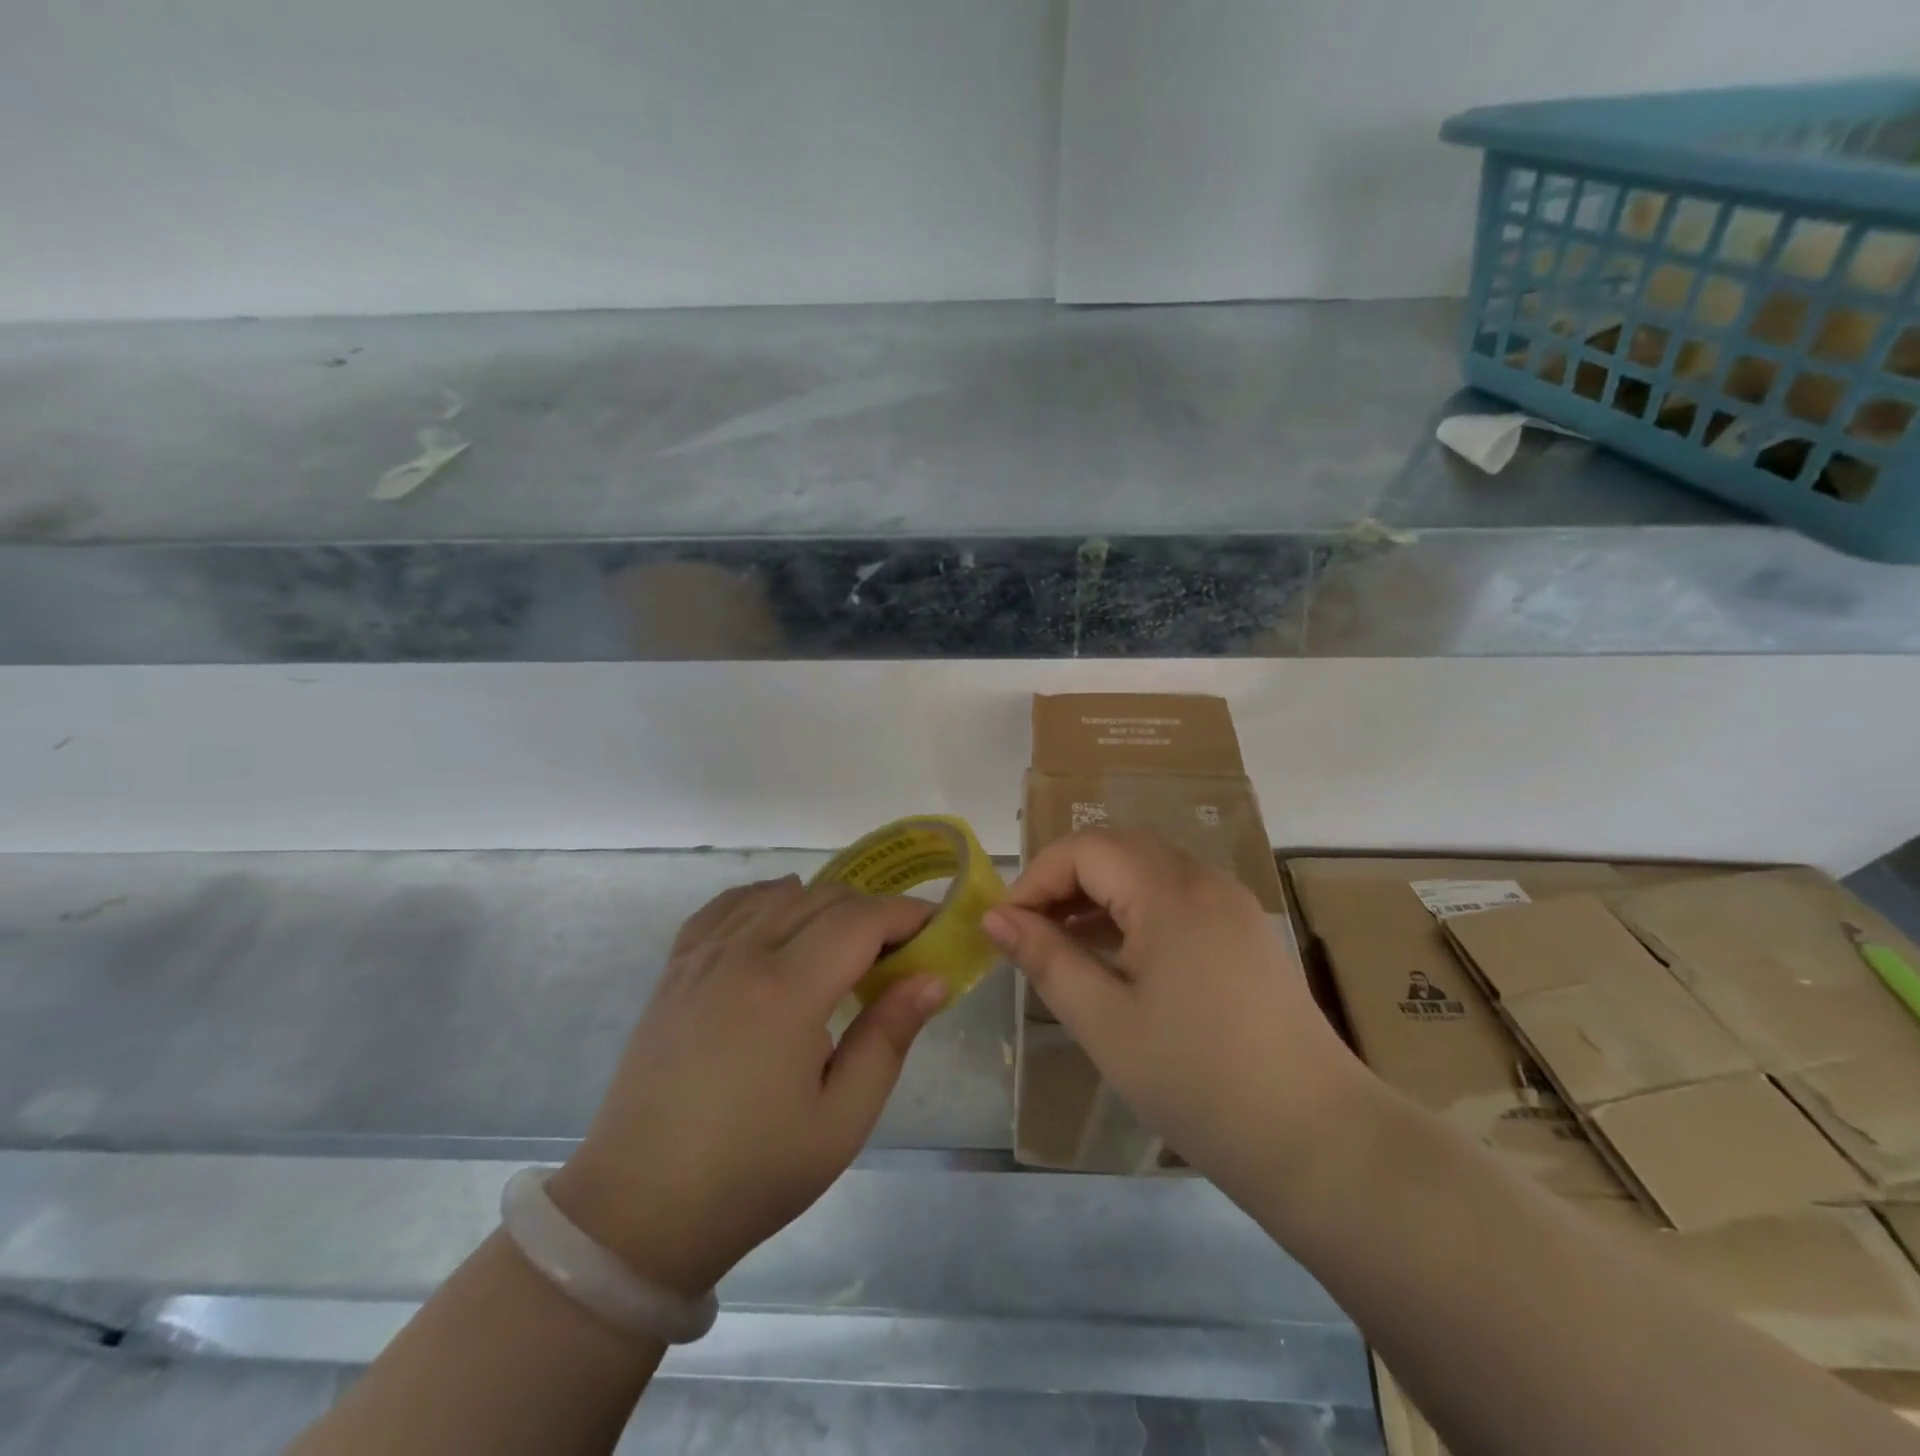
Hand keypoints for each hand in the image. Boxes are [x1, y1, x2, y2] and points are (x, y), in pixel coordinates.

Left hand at [548, 876, 947, 1297]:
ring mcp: (703, 956)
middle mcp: (743, 954)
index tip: (938, 930)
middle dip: (873, 912)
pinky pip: (727, 906)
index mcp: (787, 990)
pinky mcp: (676, 969)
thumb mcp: (841, 1121)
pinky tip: (781, 912)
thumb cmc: (752, 1174)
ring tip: (849, 944)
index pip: (861, 919)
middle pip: (824, 898)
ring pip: (779, 895)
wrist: (639, 1210)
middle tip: (901, 952)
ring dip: (826, 904)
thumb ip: (888, 1038)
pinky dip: (766, 897)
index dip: (906, 915)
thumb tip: (932, 977)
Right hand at [982, 829, 1364, 1198]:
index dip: (1037, 877)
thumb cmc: (1197, 1080)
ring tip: (1062, 941)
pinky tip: (1117, 954)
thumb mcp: (1104, 1021)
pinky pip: (1177, 896)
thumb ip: (1046, 958)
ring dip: (1099, 893)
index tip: (1005, 925)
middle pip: (1118, 849)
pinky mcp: (1245, 931)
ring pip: (1148, 870)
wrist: (1317, 1139)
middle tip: (1029, 930)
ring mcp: (1232, 903)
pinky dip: (1135, 909)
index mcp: (1170, 893)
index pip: (1086, 849)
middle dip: (1065, 879)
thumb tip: (994, 918)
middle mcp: (1205, 880)